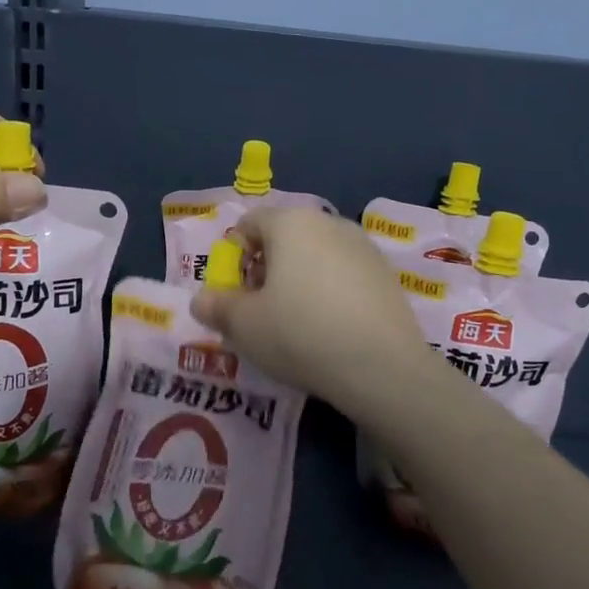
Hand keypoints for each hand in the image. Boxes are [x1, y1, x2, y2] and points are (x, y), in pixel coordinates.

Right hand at [188, 206, 435, 410]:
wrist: (381, 366)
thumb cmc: (299, 333)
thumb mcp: (243, 325)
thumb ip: (217, 307)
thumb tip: (202, 301)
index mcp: (290, 222)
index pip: (249, 224)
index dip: (233, 258)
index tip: (235, 296)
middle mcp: (328, 222)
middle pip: (284, 238)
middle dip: (266, 270)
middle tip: (261, 312)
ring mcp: (363, 247)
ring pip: (316, 256)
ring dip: (298, 282)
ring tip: (296, 325)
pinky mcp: (386, 275)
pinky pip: (344, 276)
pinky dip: (330, 294)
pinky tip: (331, 330)